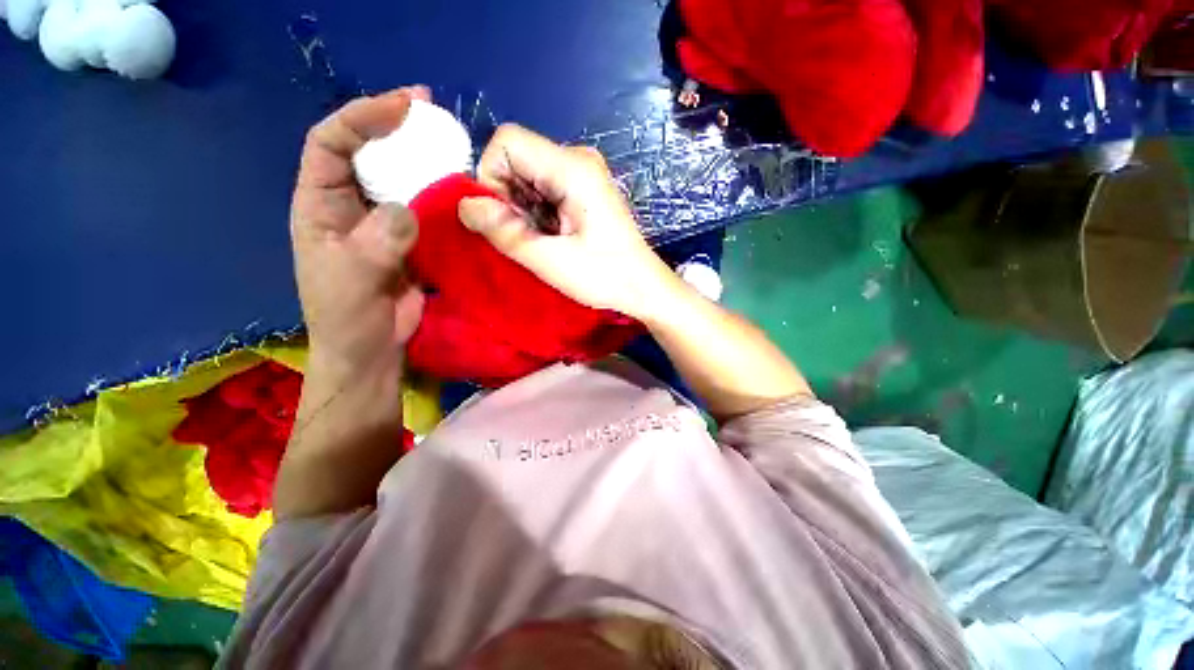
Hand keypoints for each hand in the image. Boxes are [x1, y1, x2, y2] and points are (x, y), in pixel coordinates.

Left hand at [276, 87, 431, 518]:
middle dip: (396, 126)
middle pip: (369, 153)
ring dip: (424, 160)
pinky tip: (461, 189)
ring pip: (401, 180)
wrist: (373, 351)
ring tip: (452, 145)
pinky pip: (427, 209)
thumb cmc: (348, 318)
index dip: (363, 117)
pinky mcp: (412, 241)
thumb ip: (376, 242)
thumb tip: (408, 210)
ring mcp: (384, 223)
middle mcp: (351, 205)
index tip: (403, 107)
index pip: (332, 143)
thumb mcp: (352, 279)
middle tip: (432, 110)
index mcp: (320, 204)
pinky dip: (443, 196)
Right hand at [457, 124, 680, 321]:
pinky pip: (544, 189)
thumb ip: (504, 232)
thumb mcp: (550, 261)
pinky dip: (537, 213)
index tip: (506, 219)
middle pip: (516, 158)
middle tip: (530, 237)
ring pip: (528, 176)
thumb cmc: (604, 276)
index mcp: (572, 167)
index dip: (492, 178)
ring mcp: (583, 173)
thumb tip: (464, 206)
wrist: (643, 287)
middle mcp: (577, 158)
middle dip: (508, 198)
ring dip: (523, 209)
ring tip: (546, 241)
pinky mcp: (584, 190)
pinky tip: (554, 237)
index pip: (507, 141)